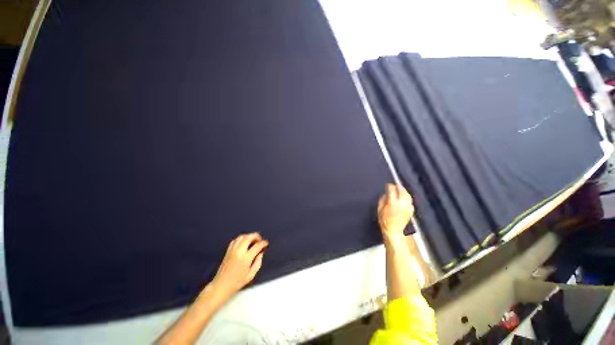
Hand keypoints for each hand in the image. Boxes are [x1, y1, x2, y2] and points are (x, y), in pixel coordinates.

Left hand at [209, 233, 267, 298]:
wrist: (221, 286)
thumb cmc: (237, 282)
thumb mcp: (251, 275)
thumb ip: (258, 262)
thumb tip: (260, 253)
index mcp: (245, 258)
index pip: (257, 246)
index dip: (263, 243)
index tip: (266, 244)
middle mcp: (239, 252)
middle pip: (249, 237)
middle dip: (256, 236)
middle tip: (260, 240)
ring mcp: (232, 250)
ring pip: (242, 237)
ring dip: (249, 236)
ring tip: (253, 240)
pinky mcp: (228, 251)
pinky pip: (235, 240)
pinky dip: (241, 238)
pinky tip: (244, 242)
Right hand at [378, 184, 413, 242]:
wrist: (395, 231)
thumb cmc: (384, 221)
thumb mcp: (379, 210)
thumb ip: (382, 200)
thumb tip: (386, 194)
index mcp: (392, 203)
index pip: (392, 190)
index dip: (389, 186)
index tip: (387, 185)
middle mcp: (402, 203)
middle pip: (402, 191)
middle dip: (398, 187)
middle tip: (394, 185)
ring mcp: (408, 207)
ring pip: (407, 195)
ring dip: (403, 191)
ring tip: (400, 188)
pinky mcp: (411, 210)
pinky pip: (410, 201)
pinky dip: (407, 197)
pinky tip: (404, 197)